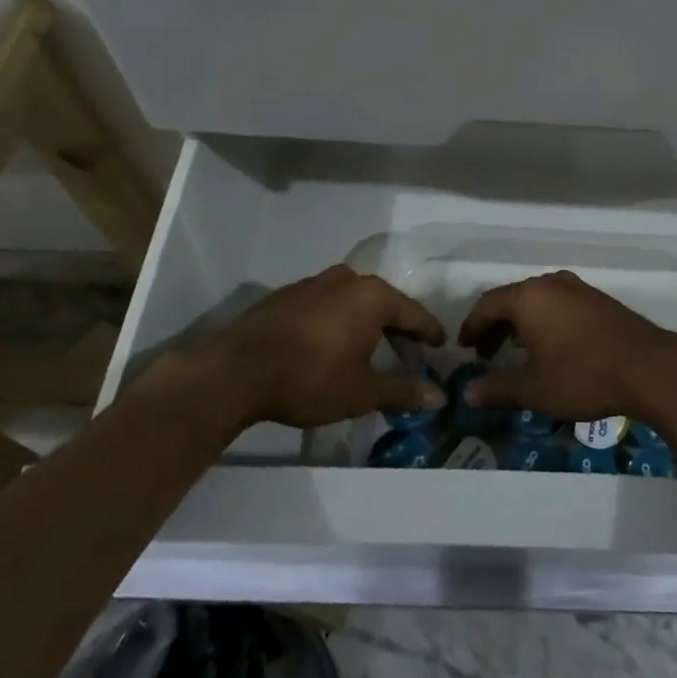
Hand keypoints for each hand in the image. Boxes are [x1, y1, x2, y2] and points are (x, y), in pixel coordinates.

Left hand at [142, 265, 446, 443]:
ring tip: (368, 348)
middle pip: (384, 302)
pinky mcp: (287, 294)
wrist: (236, 371)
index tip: (440, 345)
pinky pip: (325, 304)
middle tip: (407, 351)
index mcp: (373, 296)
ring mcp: (314, 283)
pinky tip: (329, 344)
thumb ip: (402, 391)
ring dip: (365, 322)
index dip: (429, 332)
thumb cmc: (310, 378)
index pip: (413, 313)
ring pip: (352, 300)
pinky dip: (336, 320)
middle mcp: (348, 280)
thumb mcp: (362, 392)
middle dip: (397, 327)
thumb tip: (439, 397)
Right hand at [457, 270, 676, 422]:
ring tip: (515, 352)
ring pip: (538, 300)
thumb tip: (467, 393)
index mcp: (529, 297)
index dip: (472, 325)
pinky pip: (560, 304)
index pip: (488, 303)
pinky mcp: (599, 300)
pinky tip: (551, 346)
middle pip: (513, 298)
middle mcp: (551, 284)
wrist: (648, 367)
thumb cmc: (582, 375)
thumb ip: (497, 388)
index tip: (464, 347)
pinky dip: (545, 321)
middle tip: (485, 354)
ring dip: (521, 323)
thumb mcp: (534, 389)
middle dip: (496, 325)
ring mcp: (578, 289)